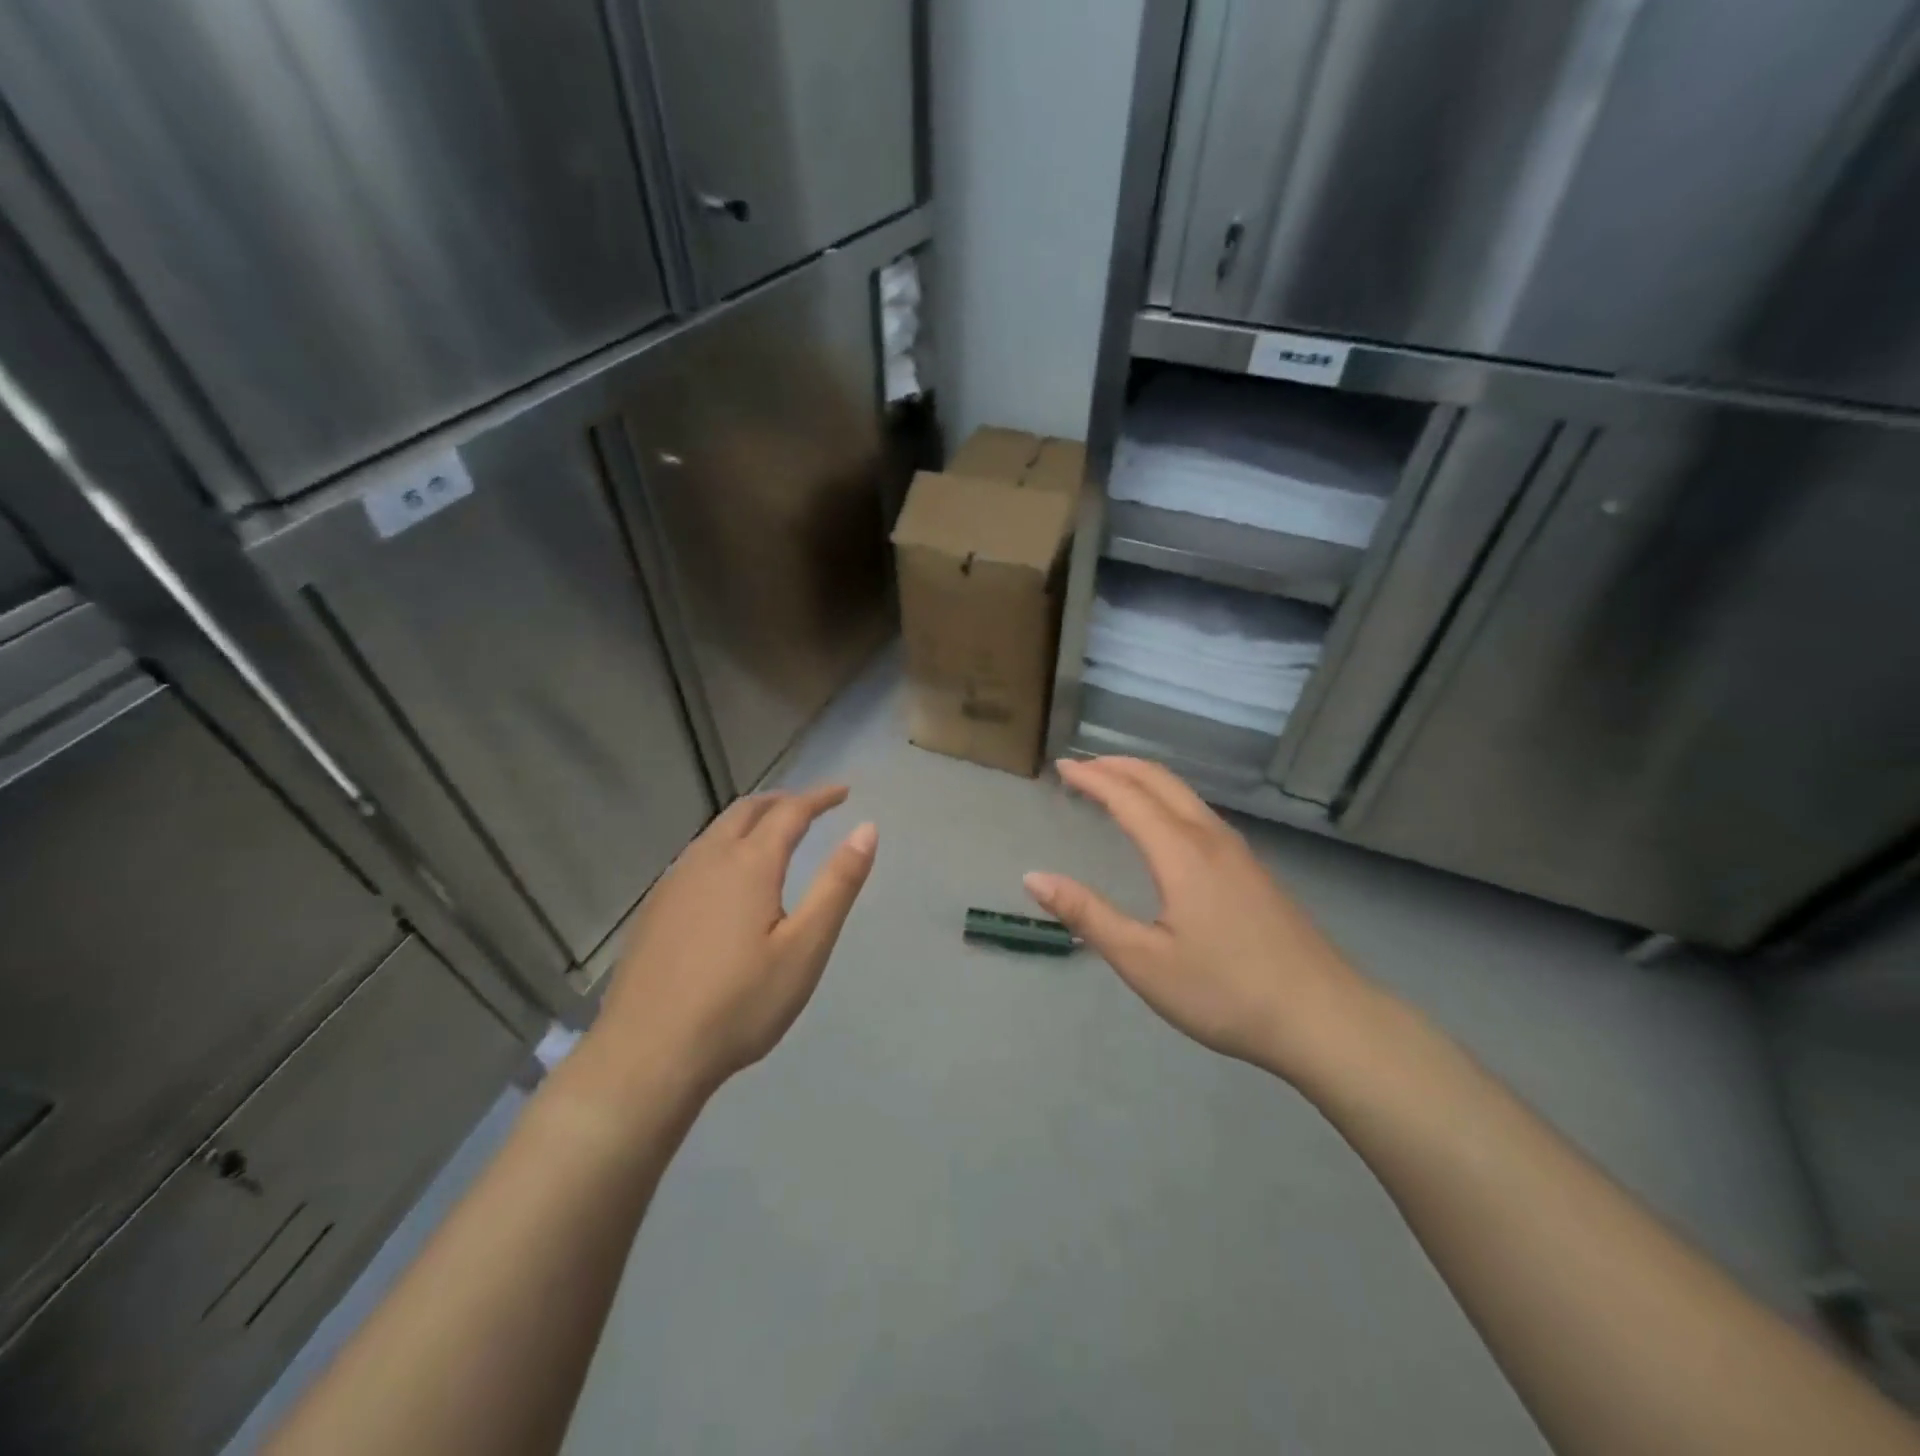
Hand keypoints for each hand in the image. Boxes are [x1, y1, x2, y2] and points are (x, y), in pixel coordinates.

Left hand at [579, 786, 876, 1105]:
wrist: (647, 1055)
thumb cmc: (740, 1003)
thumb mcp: (805, 947)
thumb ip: (837, 884)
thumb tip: (866, 829)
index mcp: (749, 864)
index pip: (790, 812)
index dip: (819, 797)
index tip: (843, 792)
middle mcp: (707, 860)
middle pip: (747, 811)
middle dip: (782, 801)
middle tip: (810, 807)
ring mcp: (674, 883)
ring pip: (716, 832)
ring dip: (750, 820)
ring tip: (773, 833)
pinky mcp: (654, 910)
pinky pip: (696, 856)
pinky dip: (724, 845)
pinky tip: (726, 878)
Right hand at [1025, 758, 1370, 1081]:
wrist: (1324, 1018)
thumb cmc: (1225, 992)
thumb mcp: (1143, 961)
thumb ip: (1088, 915)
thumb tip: (1034, 878)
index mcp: (1181, 852)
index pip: (1127, 797)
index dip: (1092, 777)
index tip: (1060, 766)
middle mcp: (1211, 838)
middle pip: (1160, 781)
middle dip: (1118, 766)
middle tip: (1081, 767)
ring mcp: (1239, 852)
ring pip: (1185, 795)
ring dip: (1144, 780)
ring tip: (1114, 786)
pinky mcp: (1254, 870)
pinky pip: (1200, 813)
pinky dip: (1167, 800)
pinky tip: (1163, 826)